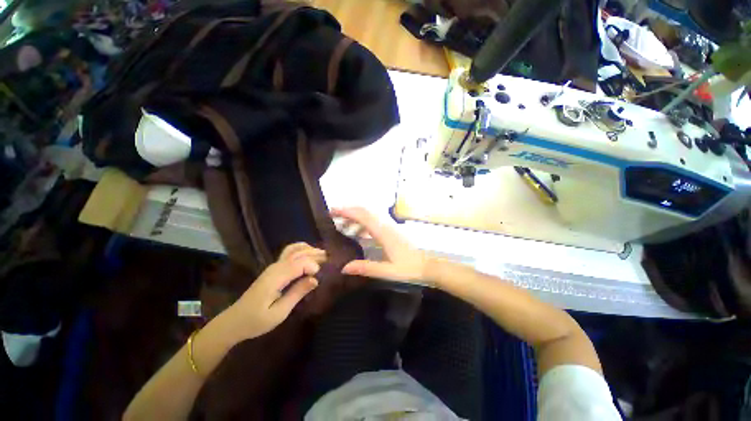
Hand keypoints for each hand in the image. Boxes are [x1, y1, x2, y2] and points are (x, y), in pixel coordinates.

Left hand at [228, 243, 324, 339]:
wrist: (234, 321)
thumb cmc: (256, 321)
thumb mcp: (279, 313)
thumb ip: (297, 293)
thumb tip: (315, 279)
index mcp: (276, 278)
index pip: (298, 263)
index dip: (312, 266)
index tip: (320, 275)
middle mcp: (275, 267)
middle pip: (297, 253)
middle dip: (314, 254)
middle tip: (330, 259)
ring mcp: (274, 266)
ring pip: (293, 249)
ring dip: (309, 249)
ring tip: (322, 254)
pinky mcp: (274, 269)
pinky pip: (289, 253)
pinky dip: (301, 250)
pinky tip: (309, 254)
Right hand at [331, 207, 427, 283]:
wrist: (427, 266)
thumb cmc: (408, 269)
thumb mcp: (387, 271)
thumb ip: (366, 268)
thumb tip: (344, 268)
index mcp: (383, 233)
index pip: (363, 217)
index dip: (348, 211)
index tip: (333, 211)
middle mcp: (386, 226)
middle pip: (365, 212)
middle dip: (348, 210)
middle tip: (333, 214)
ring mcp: (389, 227)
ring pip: (369, 216)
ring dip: (355, 217)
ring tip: (341, 226)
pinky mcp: (391, 231)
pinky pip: (374, 222)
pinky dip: (362, 223)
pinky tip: (357, 233)